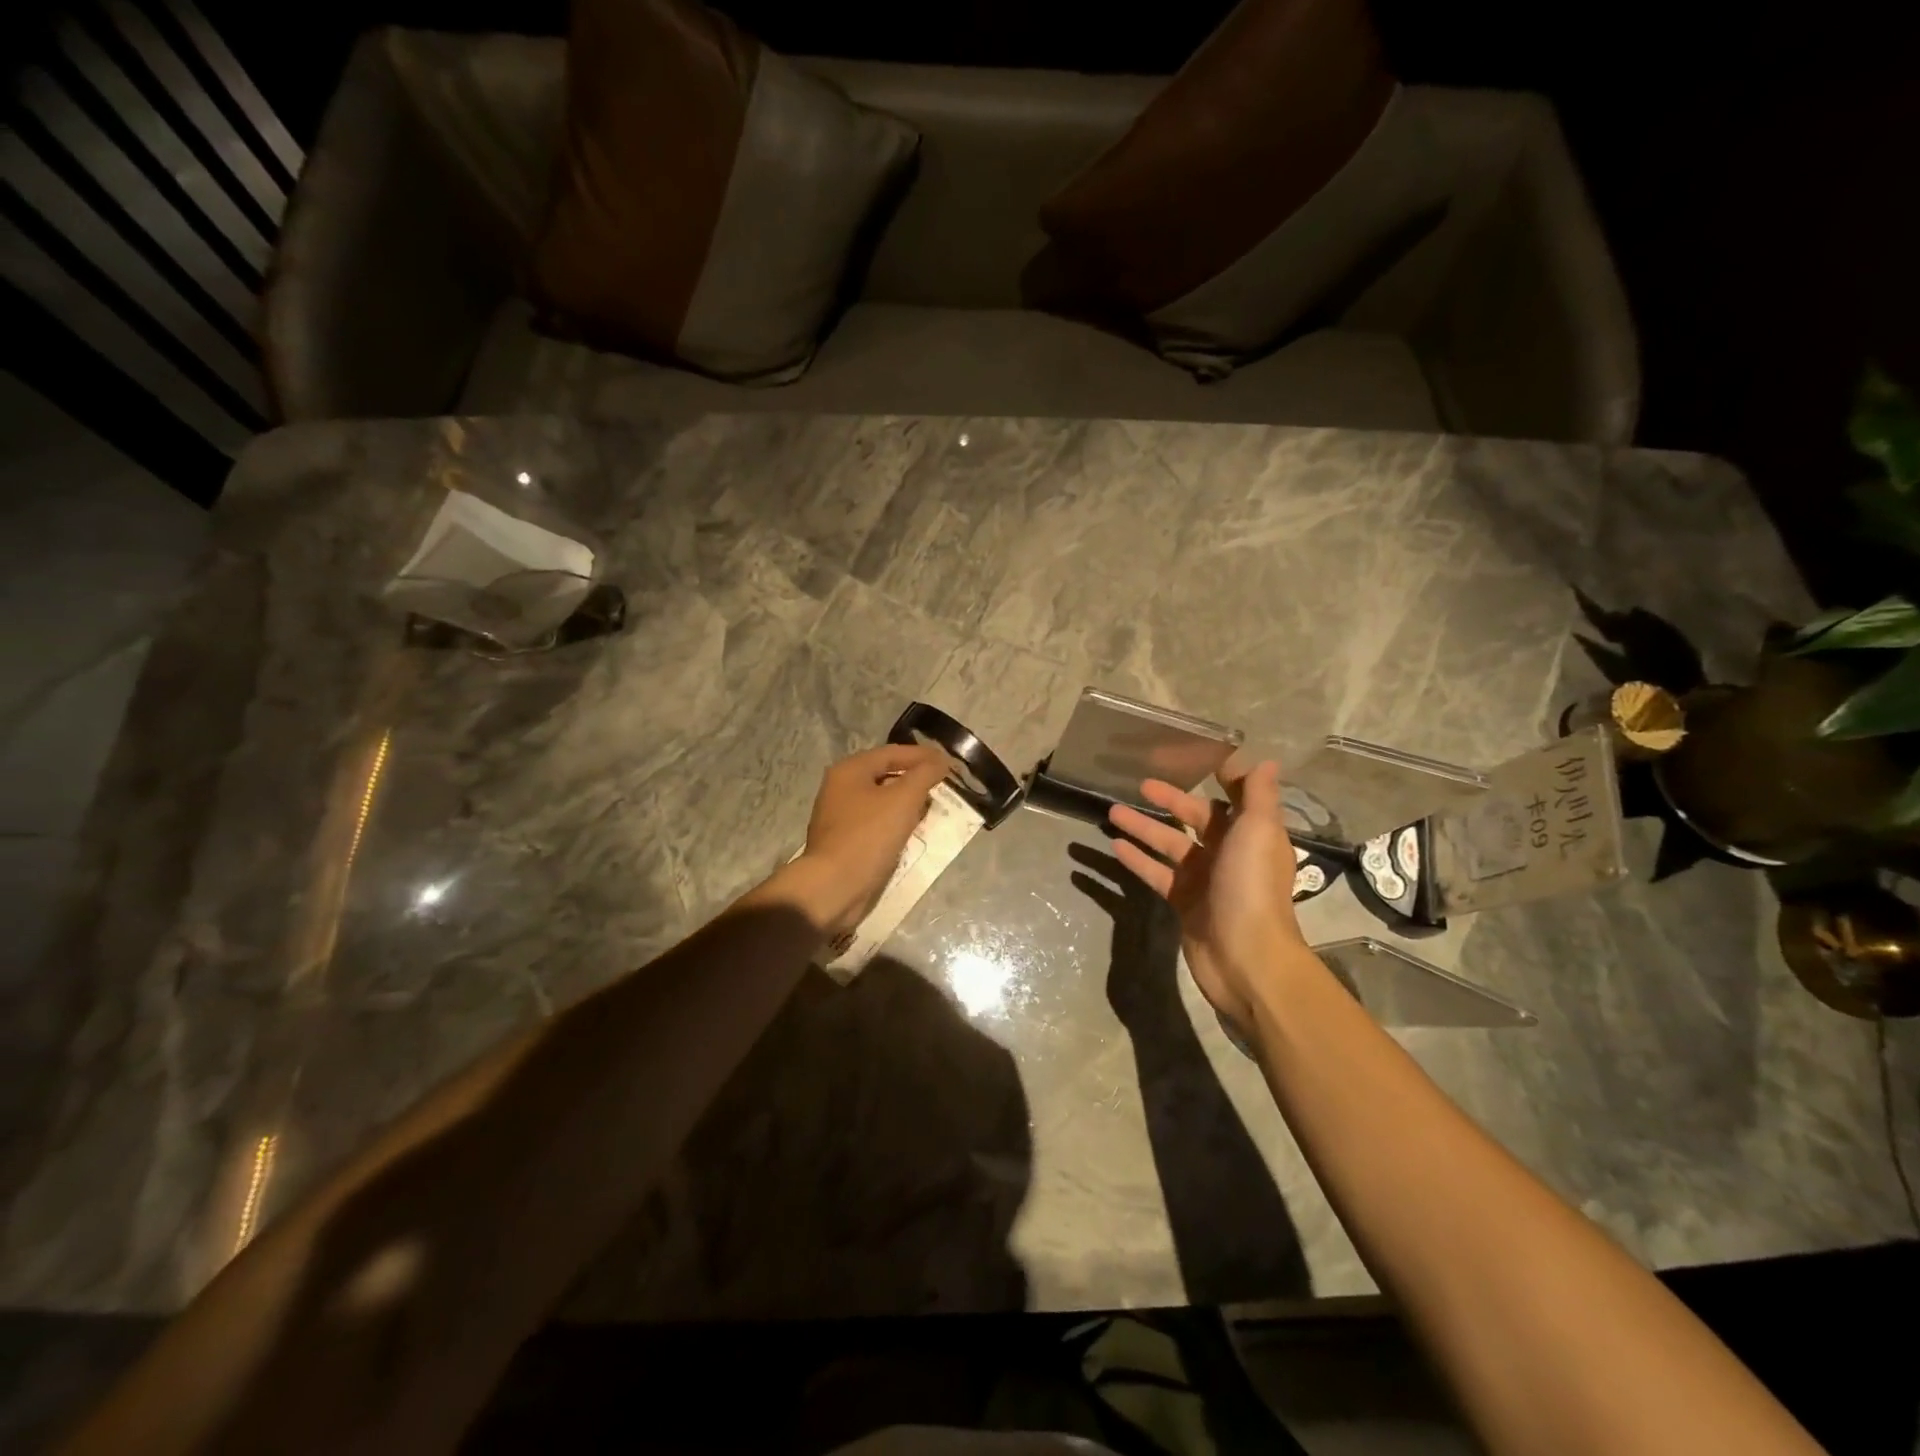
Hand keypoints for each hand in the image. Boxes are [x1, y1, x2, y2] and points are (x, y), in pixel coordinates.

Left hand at [785, 743, 952, 935]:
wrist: (834, 887)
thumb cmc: (869, 836)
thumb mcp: (903, 800)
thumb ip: (924, 775)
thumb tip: (940, 760)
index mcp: (850, 770)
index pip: (893, 753)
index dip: (923, 756)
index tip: (950, 764)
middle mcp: (840, 787)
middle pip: (886, 775)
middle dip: (916, 779)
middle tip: (943, 786)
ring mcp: (840, 816)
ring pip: (882, 800)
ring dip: (908, 803)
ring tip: (932, 808)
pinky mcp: (844, 840)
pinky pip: (876, 822)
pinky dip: (896, 822)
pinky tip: (912, 831)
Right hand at [1107, 760, 1310, 1026]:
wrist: (1246, 956)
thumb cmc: (1252, 886)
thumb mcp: (1258, 831)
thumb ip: (1258, 795)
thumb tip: (1266, 760)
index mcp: (1251, 834)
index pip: (1233, 798)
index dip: (1218, 778)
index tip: (1194, 758)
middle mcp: (1229, 853)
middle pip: (1195, 819)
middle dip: (1170, 800)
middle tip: (1140, 785)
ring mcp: (1204, 879)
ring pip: (1169, 844)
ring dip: (1143, 827)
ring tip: (1111, 811)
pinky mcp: (1183, 902)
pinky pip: (1156, 873)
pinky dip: (1137, 859)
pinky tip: (1114, 846)